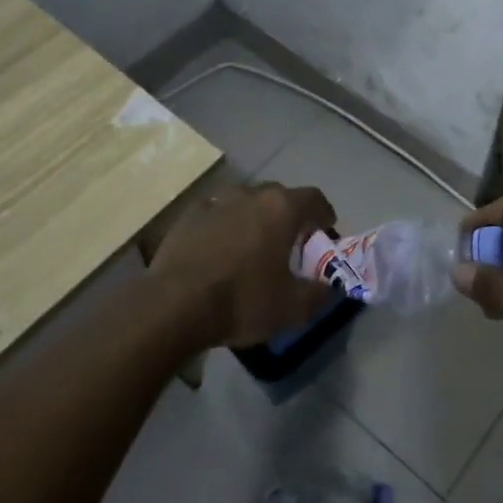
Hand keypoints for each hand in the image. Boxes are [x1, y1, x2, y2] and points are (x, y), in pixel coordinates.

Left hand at [151, 182, 337, 349]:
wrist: (173, 305)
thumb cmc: (242, 301)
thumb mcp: (292, 308)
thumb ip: (319, 294)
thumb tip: (329, 288)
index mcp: (282, 208)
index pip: (314, 198)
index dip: (324, 215)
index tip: (325, 233)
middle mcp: (251, 194)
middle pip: (279, 196)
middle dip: (289, 216)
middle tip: (290, 244)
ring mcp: (216, 201)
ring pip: (246, 203)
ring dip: (255, 219)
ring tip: (252, 247)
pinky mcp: (189, 215)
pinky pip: (217, 214)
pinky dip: (224, 226)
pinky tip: (219, 250)